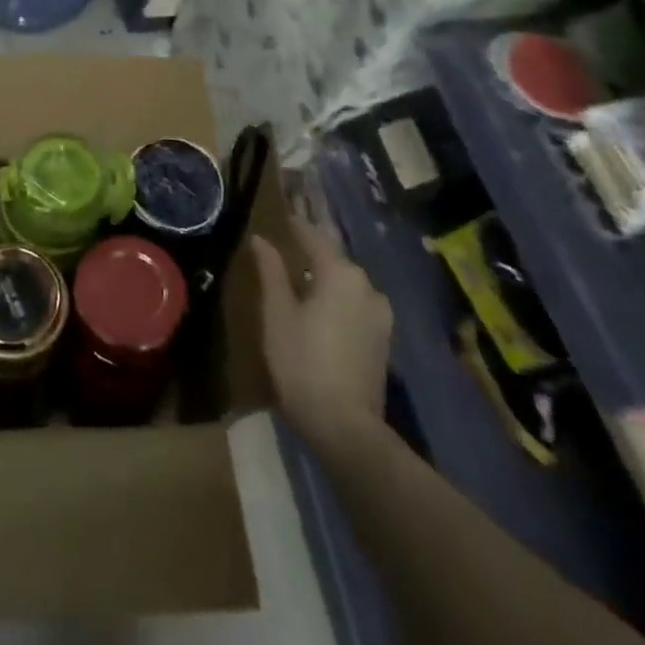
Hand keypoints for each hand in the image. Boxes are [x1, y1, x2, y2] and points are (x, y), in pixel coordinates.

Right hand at [252, 214, 391, 448]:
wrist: (346, 428)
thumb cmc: (302, 362)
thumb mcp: (277, 312)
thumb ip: (270, 270)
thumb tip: (261, 239)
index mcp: (341, 274)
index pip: (313, 236)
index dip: (294, 225)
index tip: (279, 217)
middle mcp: (367, 286)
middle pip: (333, 260)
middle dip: (310, 253)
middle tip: (284, 249)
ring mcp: (380, 315)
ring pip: (346, 284)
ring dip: (324, 278)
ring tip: (299, 281)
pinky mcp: (383, 340)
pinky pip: (355, 305)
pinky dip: (336, 300)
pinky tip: (319, 310)